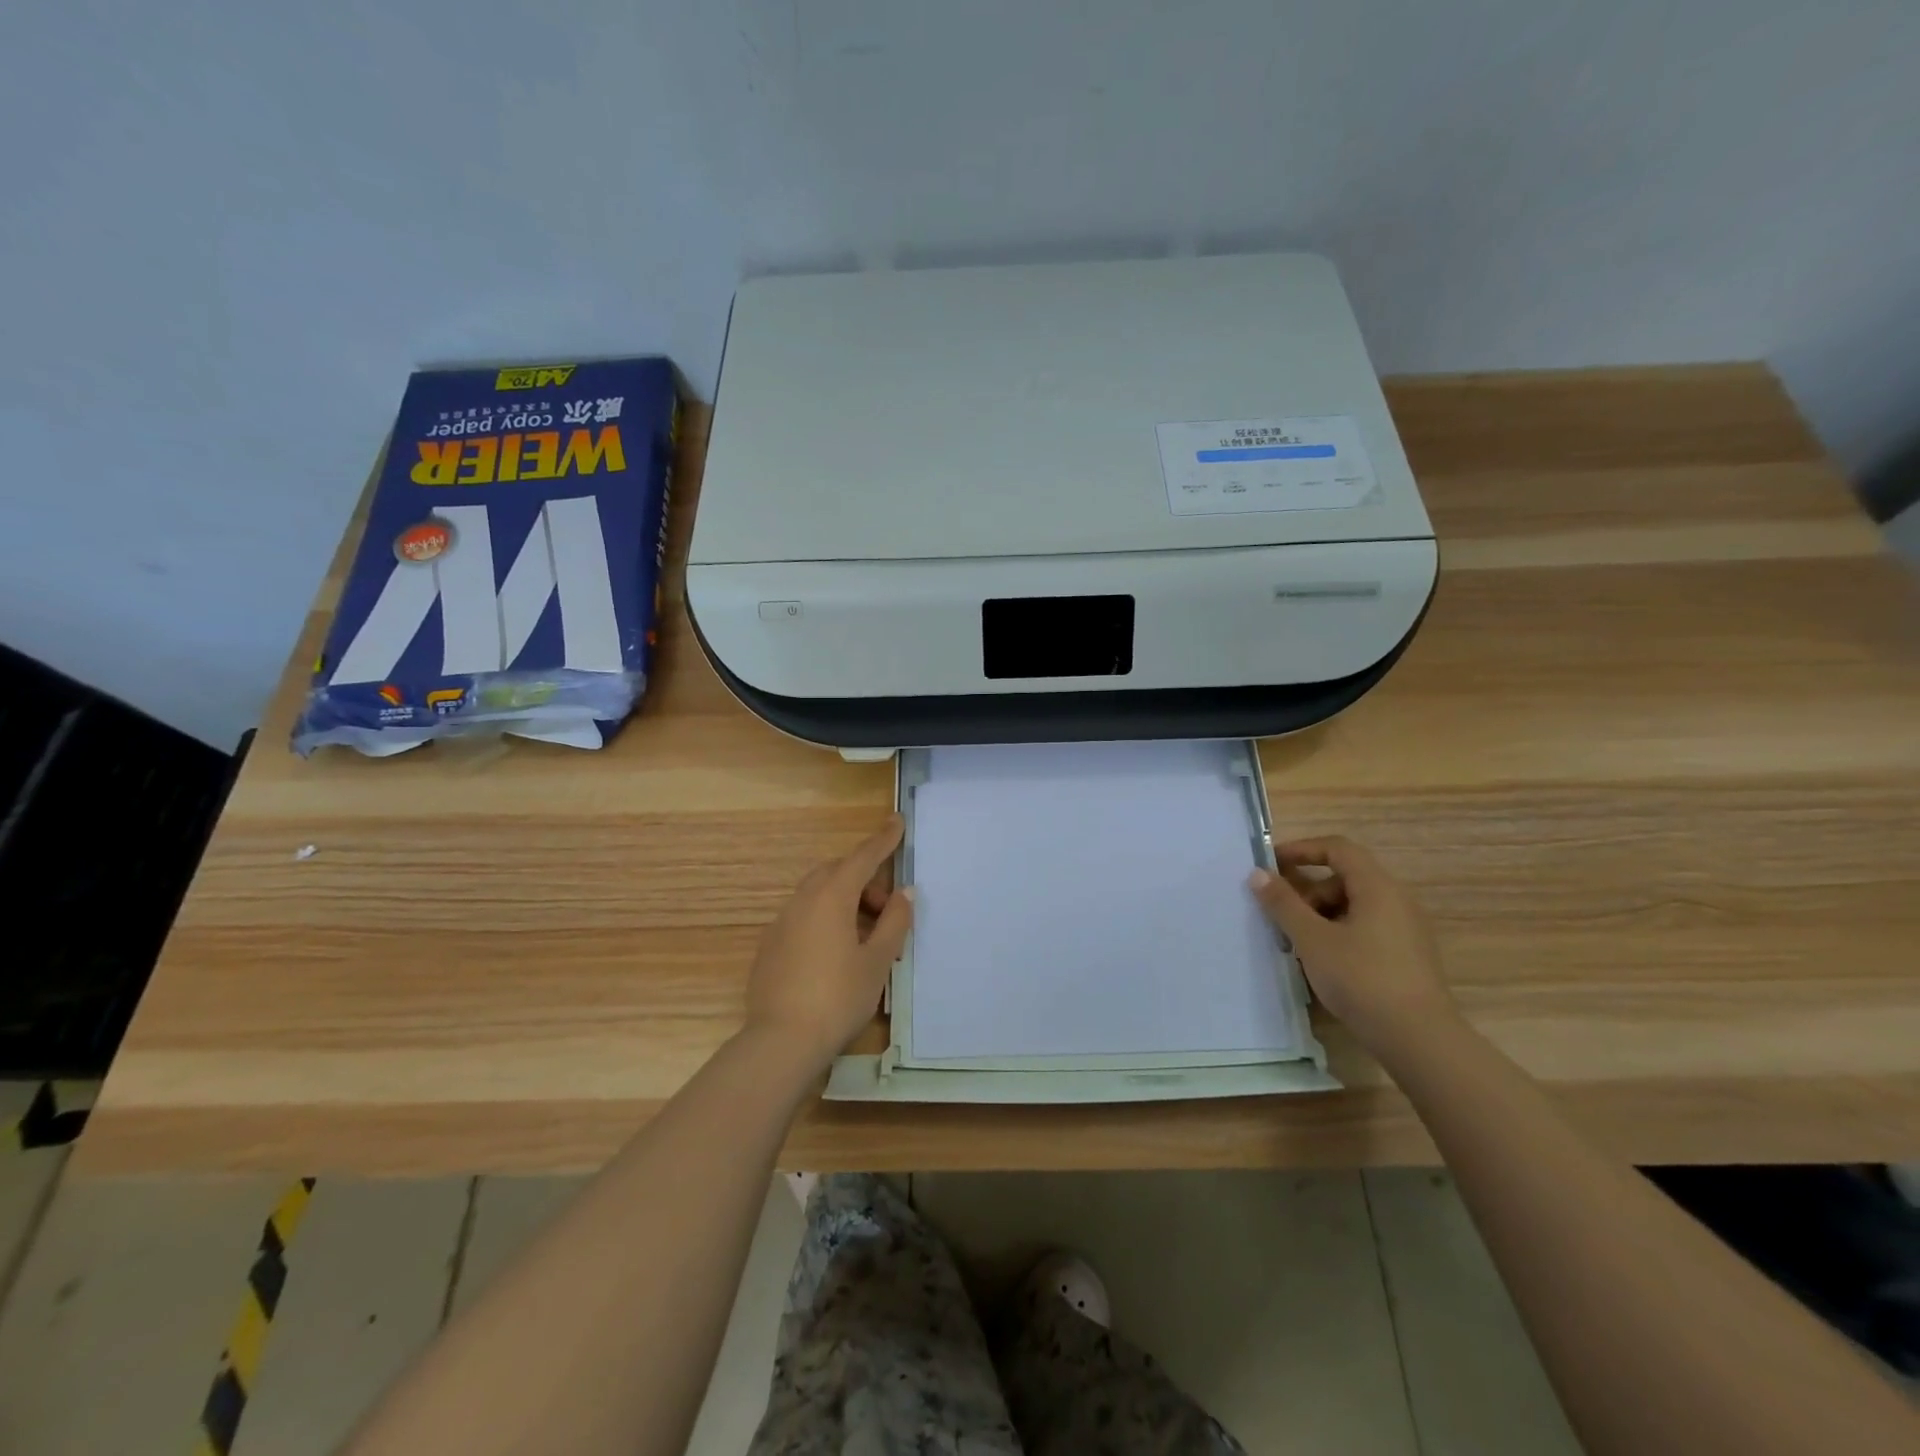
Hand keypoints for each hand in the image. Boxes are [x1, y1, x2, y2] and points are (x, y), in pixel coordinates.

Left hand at [744, 816, 913, 1068]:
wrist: (781, 1041)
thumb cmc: (838, 997)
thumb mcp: (877, 961)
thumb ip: (894, 922)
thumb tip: (903, 894)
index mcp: (831, 897)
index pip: (862, 857)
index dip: (883, 840)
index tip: (897, 820)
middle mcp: (802, 901)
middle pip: (837, 873)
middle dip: (864, 880)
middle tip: (886, 909)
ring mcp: (781, 922)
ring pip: (818, 894)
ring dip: (845, 901)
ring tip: (866, 937)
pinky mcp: (769, 946)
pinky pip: (803, 916)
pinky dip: (825, 919)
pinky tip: (836, 954)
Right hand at [1247, 836, 1455, 1057]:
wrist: (1419, 1039)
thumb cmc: (1361, 979)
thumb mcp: (1312, 939)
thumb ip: (1283, 903)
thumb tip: (1258, 873)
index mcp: (1378, 887)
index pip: (1338, 848)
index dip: (1301, 849)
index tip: (1270, 865)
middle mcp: (1397, 900)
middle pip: (1344, 878)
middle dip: (1308, 891)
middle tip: (1282, 916)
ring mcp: (1406, 930)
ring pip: (1354, 906)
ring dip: (1321, 915)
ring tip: (1297, 943)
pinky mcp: (1408, 956)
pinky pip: (1366, 928)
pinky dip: (1339, 933)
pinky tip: (1323, 962)